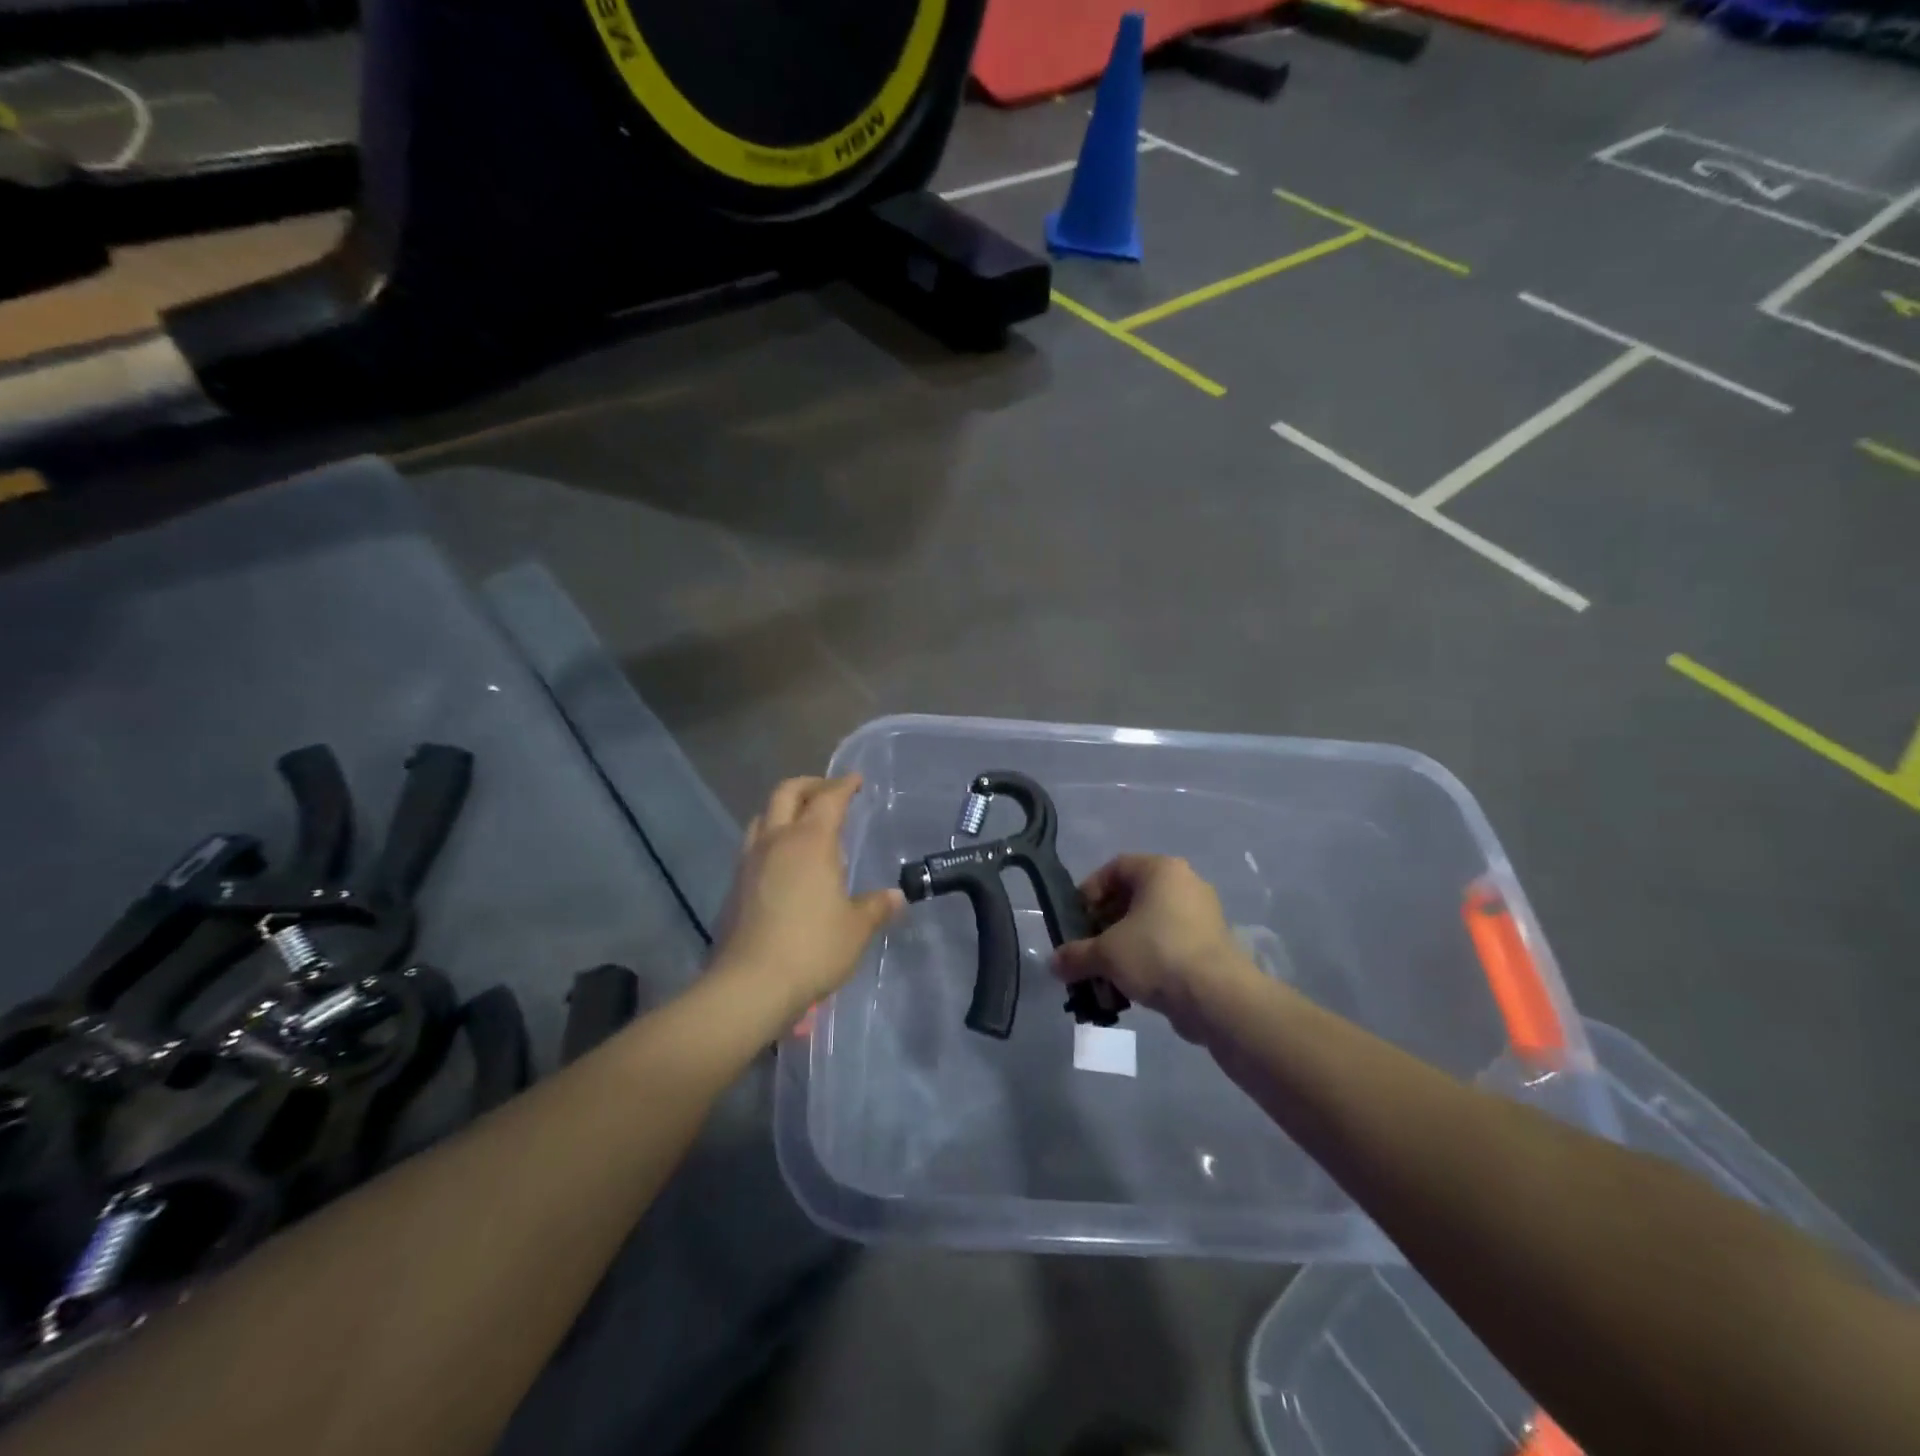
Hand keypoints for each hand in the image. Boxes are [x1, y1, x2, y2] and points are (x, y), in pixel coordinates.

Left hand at [710, 774, 903, 1023]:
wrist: (750, 984)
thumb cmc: (812, 948)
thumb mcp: (856, 929)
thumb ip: (876, 907)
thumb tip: (896, 897)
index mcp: (810, 841)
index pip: (829, 798)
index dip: (844, 785)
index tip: (857, 780)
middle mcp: (776, 841)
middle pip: (786, 793)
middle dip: (810, 785)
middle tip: (829, 792)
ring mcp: (750, 861)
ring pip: (763, 816)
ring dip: (784, 810)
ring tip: (804, 824)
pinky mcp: (735, 885)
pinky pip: (754, 844)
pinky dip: (771, 837)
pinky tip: (784, 861)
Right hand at [1052, 854, 1253, 1041]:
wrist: (1217, 997)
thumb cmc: (1156, 954)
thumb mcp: (1105, 953)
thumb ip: (1076, 954)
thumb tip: (1054, 963)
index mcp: (1161, 870)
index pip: (1115, 868)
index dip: (1090, 891)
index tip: (1077, 919)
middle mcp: (1185, 884)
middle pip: (1133, 897)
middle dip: (1105, 924)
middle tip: (1088, 948)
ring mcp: (1202, 915)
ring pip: (1151, 924)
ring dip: (1124, 945)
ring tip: (1107, 972)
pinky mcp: (1211, 946)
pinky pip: (1169, 944)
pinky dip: (1148, 960)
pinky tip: (1132, 986)